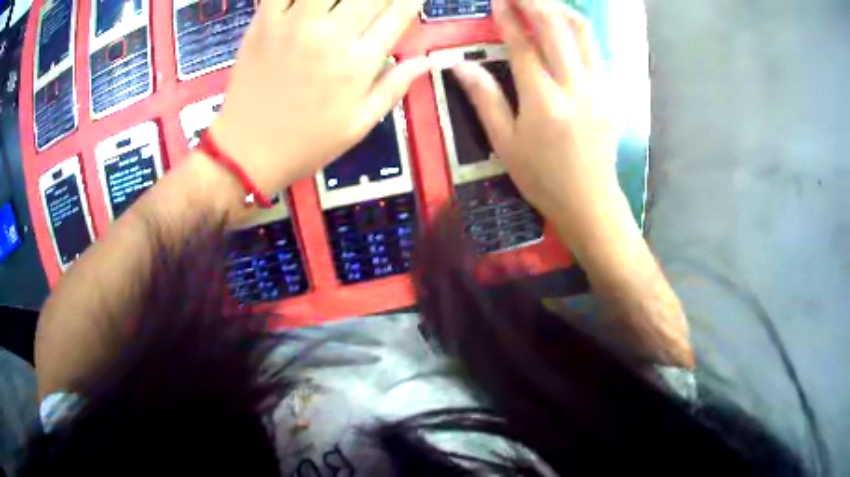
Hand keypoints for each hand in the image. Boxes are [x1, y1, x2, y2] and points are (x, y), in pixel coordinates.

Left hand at [210, 0, 428, 193]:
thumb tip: (427, 61)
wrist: (246, 153)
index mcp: (359, 62)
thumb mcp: (358, 126)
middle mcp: (331, 36)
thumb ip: (393, 88)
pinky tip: (307, 0)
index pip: (397, 13)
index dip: (409, 0)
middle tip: (374, 3)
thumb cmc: (305, 144)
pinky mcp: (264, 24)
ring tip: (343, 3)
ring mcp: (294, 25)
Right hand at [452, 0, 619, 236]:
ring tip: (540, 3)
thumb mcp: (505, 144)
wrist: (590, 202)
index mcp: (544, 101)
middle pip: (557, 27)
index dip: (508, 17)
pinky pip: (593, 49)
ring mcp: (598, 87)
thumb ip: (485, 99)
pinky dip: (575, 30)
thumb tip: (460, 66)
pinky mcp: (610, 92)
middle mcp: (575, 86)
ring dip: (560, 9)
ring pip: (582, 32)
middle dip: (534, 1)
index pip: (524, 44)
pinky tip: (561, 29)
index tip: (497, 0)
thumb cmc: (543, 179)